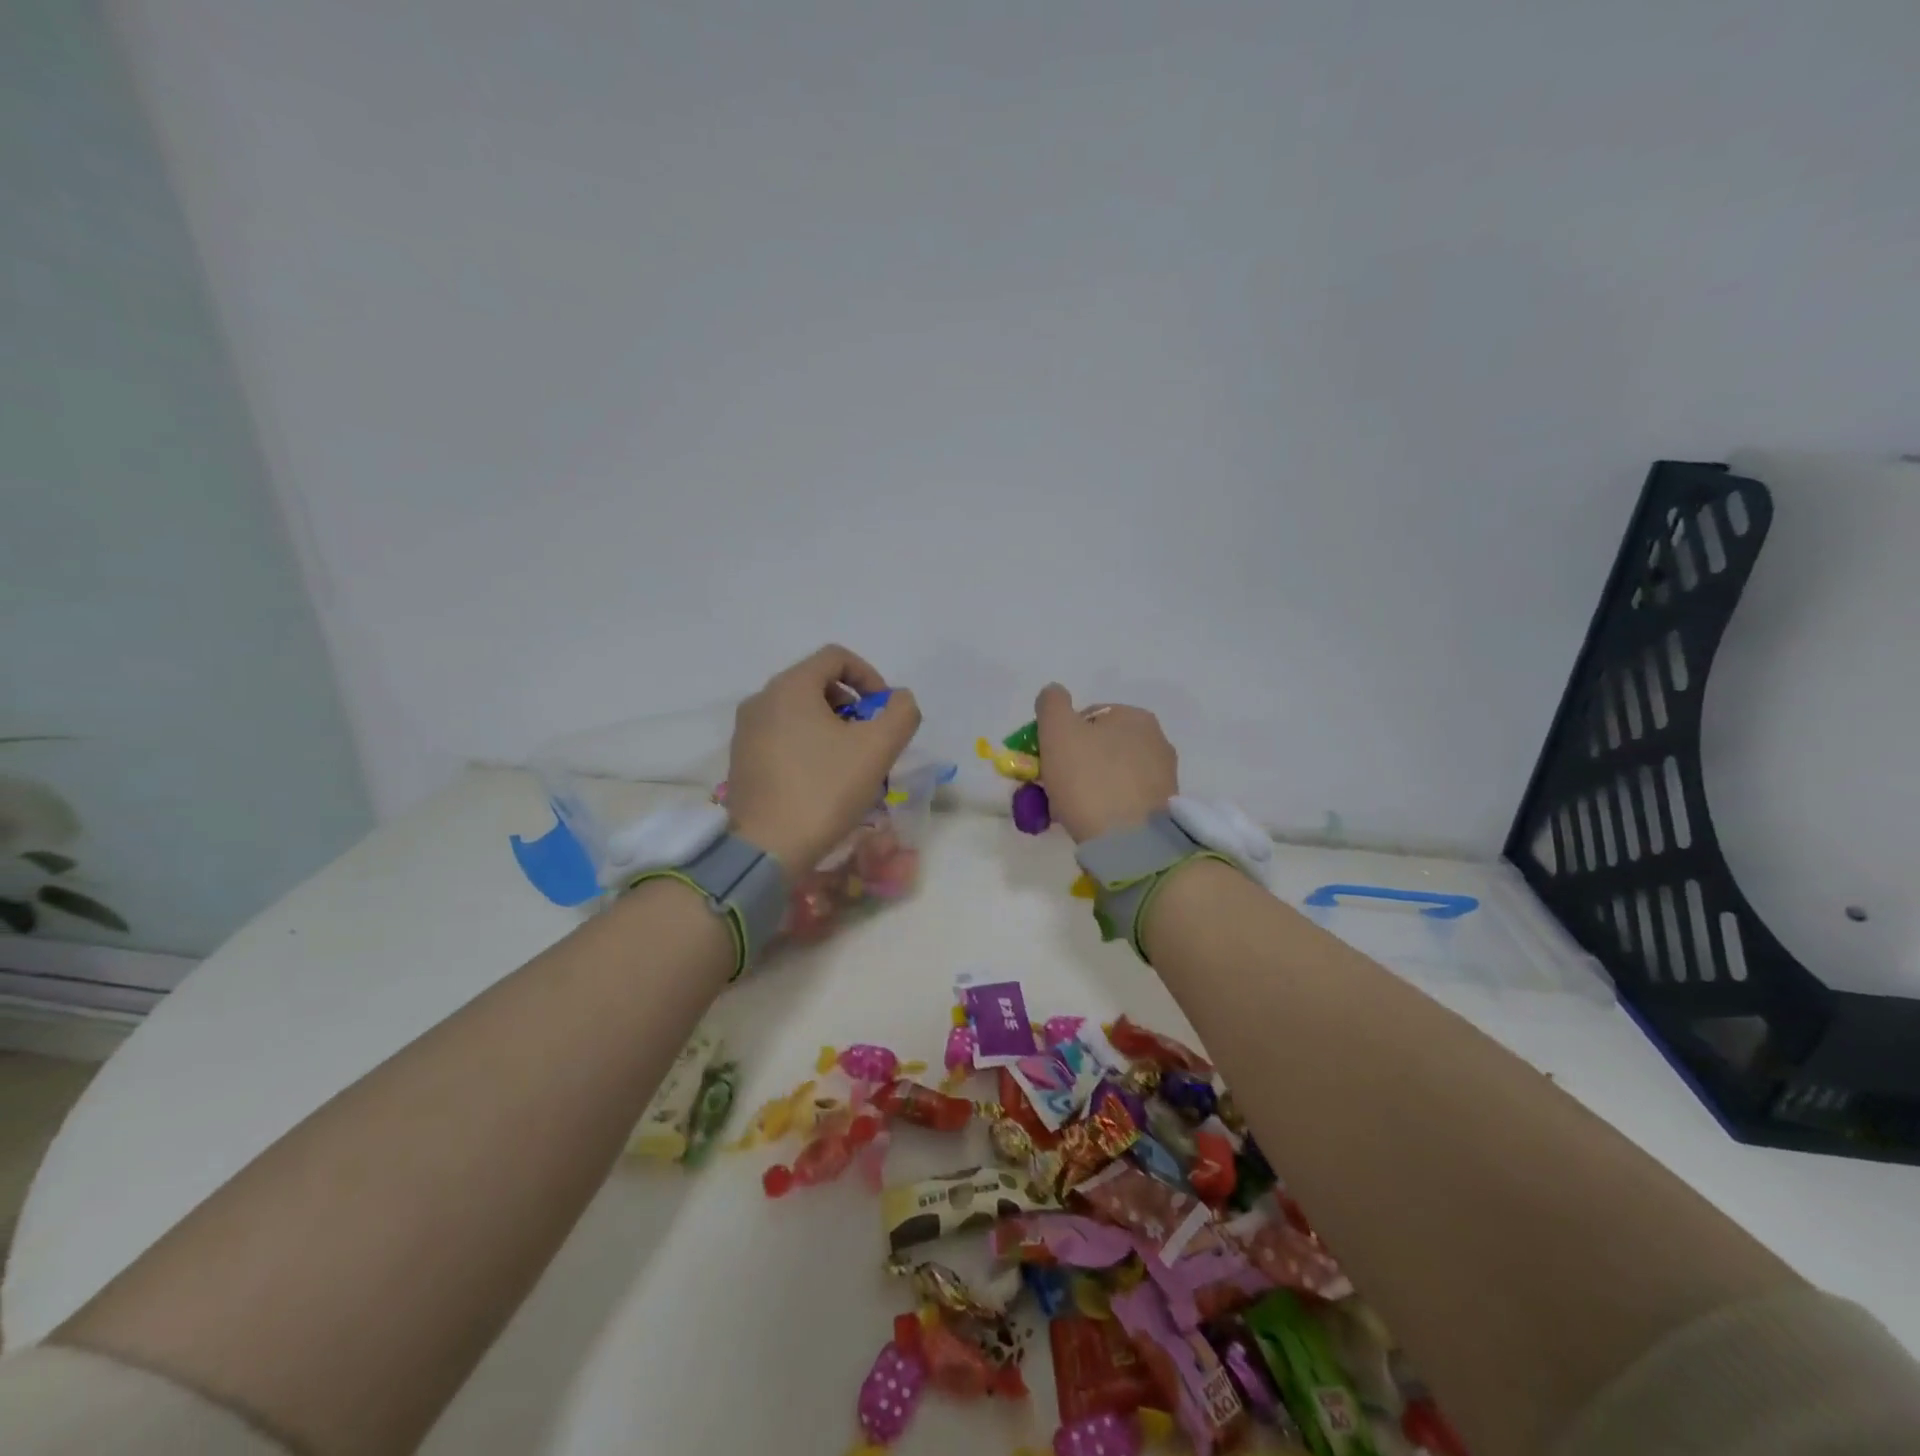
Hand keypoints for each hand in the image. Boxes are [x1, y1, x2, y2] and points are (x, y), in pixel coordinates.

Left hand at [725, 645, 921, 871]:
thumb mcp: (877, 749)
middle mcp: (761, 699)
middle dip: (852, 705)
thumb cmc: (824, 790)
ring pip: (799, 711)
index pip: (836, 657)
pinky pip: (782, 735)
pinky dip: (808, 743)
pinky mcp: (741, 759)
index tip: (885, 711)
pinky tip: (822, 779)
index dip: (870, 676)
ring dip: (831, 726)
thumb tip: (899, 699)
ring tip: (850, 762)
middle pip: (817, 683)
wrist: (766, 848)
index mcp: (790, 687)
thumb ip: (901, 714)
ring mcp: (746, 730)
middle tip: (870, 738)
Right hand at [1033, 684, 1178, 842]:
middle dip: (1074, 763)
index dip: (1059, 738)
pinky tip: (1092, 821)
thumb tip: (1054, 692)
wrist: (1129, 842)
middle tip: (1053, 788)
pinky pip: (1124, 798)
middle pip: (1099, 746)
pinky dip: (1106, 805)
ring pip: (1111, 773)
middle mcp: (1156, 739)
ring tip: (1069, 809)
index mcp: (1134, 716)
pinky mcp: (1163, 807)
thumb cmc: (1089, 780)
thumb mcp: (1058, 731)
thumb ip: (1052, 703)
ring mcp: (1163, 775)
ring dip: (1089, 785)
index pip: (1086, 717)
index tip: (1045, 762)